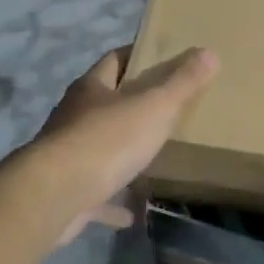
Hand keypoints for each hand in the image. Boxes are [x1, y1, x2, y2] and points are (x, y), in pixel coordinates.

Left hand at [18, 45, 218, 247]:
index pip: (115, 60)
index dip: (137, 56)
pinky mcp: (67, 192)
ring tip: (153, 159)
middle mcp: (74, 116)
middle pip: (105, 103)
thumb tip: (208, 52)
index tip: (161, 58)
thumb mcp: (154, 106)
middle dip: (131, 105)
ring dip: (122, 154)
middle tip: (165, 109)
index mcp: (92, 88)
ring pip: (99, 149)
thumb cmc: (106, 140)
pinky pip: (96, 194)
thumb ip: (182, 82)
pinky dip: (115, 201)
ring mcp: (67, 156)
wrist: (54, 196)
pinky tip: (135, 211)